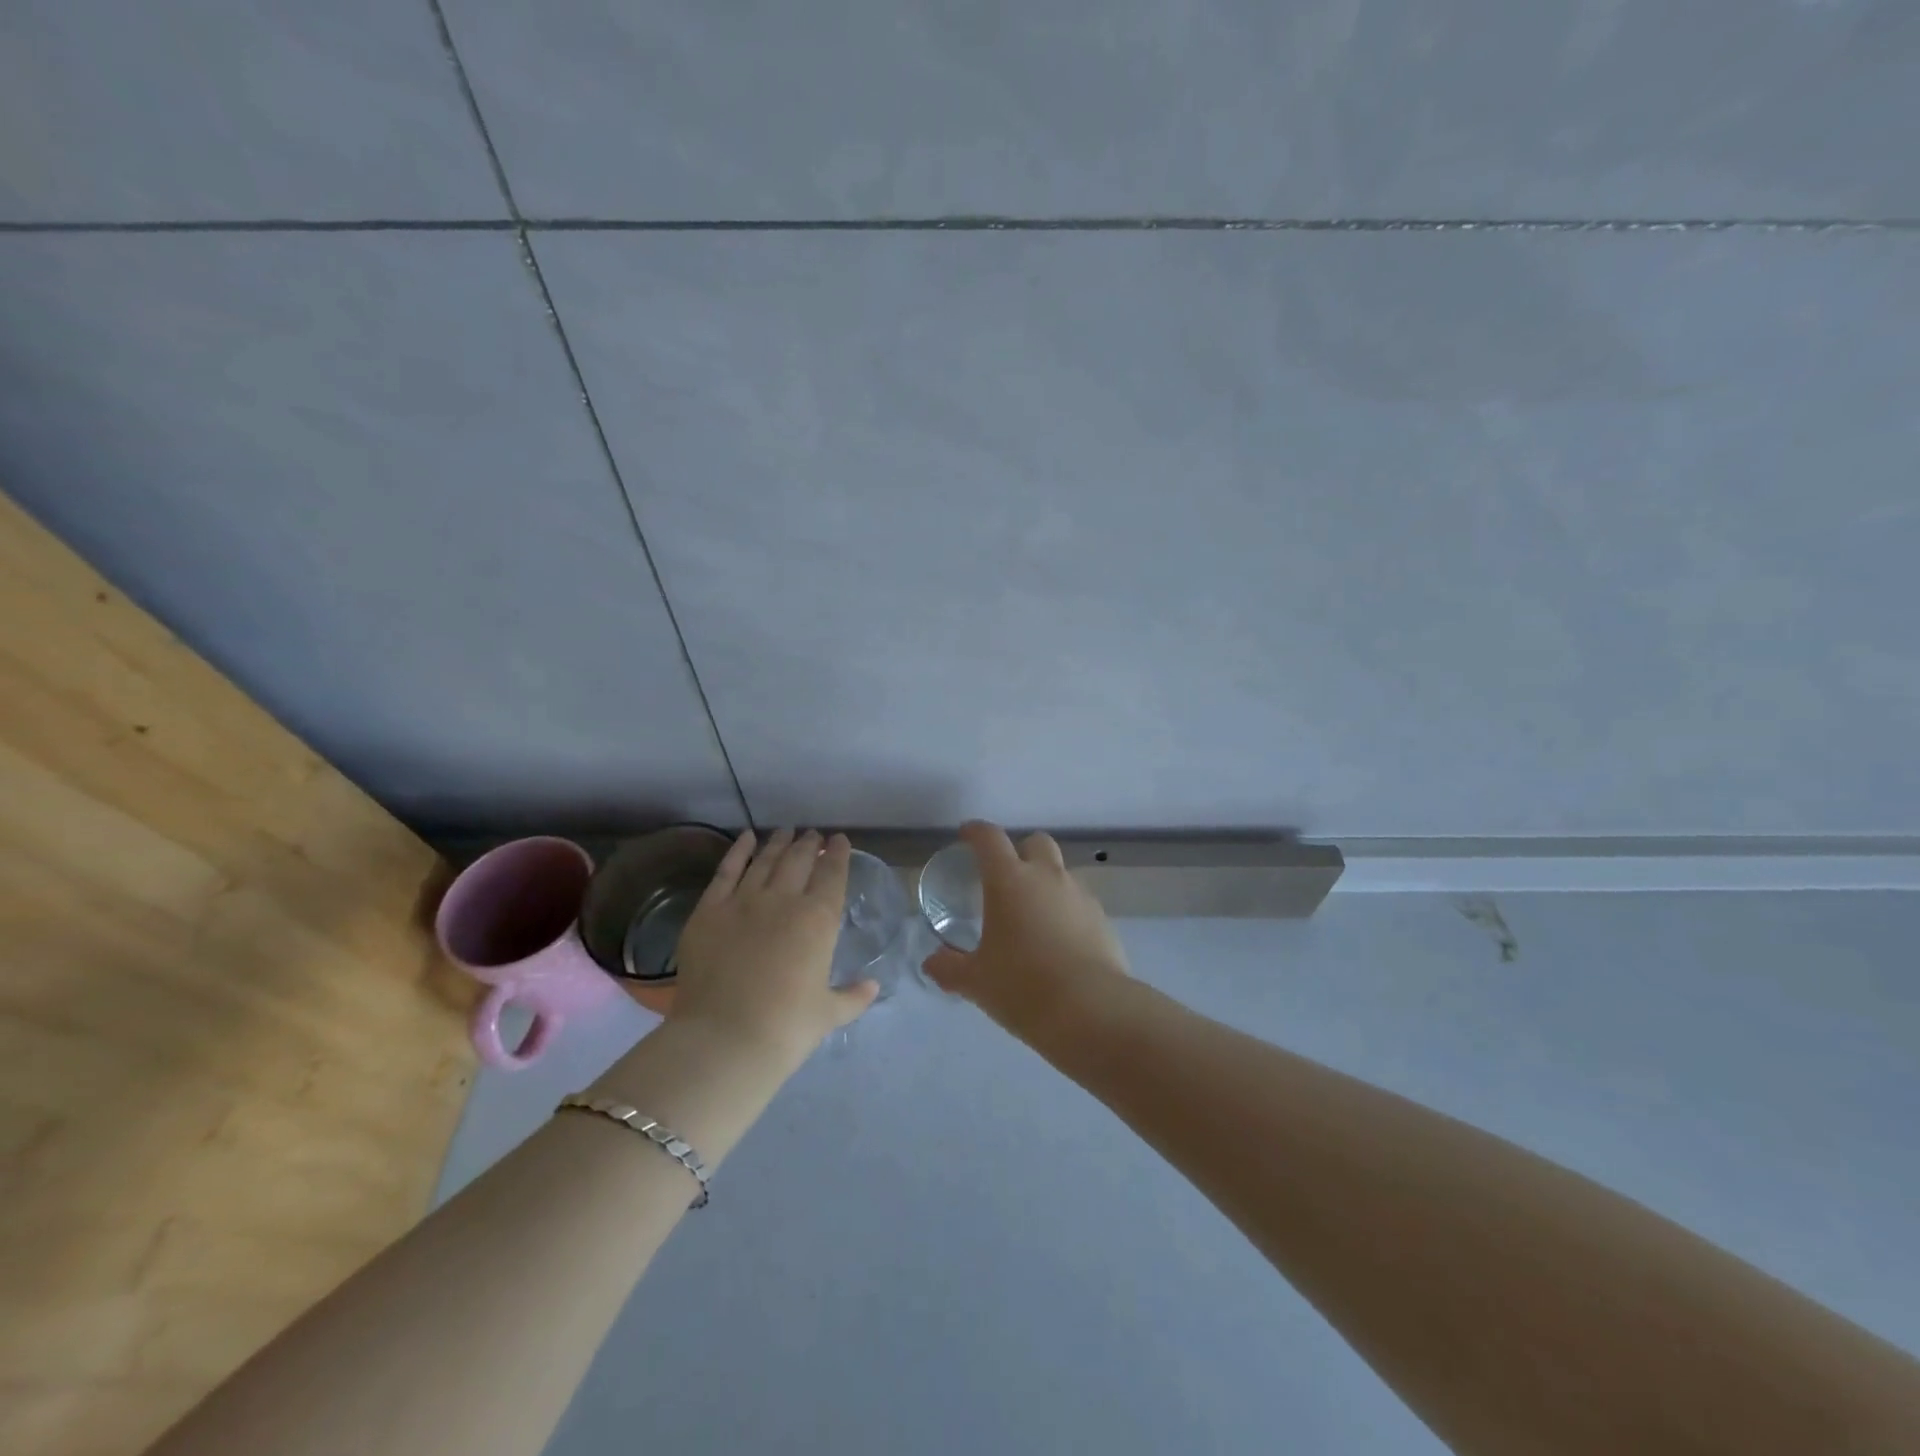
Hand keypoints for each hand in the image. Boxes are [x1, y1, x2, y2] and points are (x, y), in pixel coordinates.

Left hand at [670, 829, 877, 1062]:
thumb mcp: (828, 1014)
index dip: (838, 853)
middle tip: (813, 835)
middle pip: (800, 859)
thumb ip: (852, 996)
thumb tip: (872, 986)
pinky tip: (746, 838)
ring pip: (766, 859)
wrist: (724, 1039)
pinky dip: (738, 851)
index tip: (840, 840)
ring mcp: (744, 900)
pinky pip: (726, 870)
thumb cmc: (786, 1029)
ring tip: (786, 831)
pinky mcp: (709, 909)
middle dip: (810, 844)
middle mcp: (784, 899)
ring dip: (779, 843)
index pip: (833, 874)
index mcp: (819, 919)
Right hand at [921, 821, 1130, 1040]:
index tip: (966, 835)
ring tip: (1032, 917)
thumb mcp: (976, 981)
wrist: (1091, 1010)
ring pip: (1061, 872)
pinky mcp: (1103, 919)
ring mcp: (1080, 896)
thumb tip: (931, 963)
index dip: (976, 832)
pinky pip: (1080, 903)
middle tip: (1006, 877)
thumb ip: (950, 968)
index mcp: (1010, 881)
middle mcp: (1047, 877)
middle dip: (1021, 851)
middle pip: (1036, 842)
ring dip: (1046, 883)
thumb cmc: (1023, 987)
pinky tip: (1059, 942)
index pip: (990, 839)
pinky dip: (1066, 911)